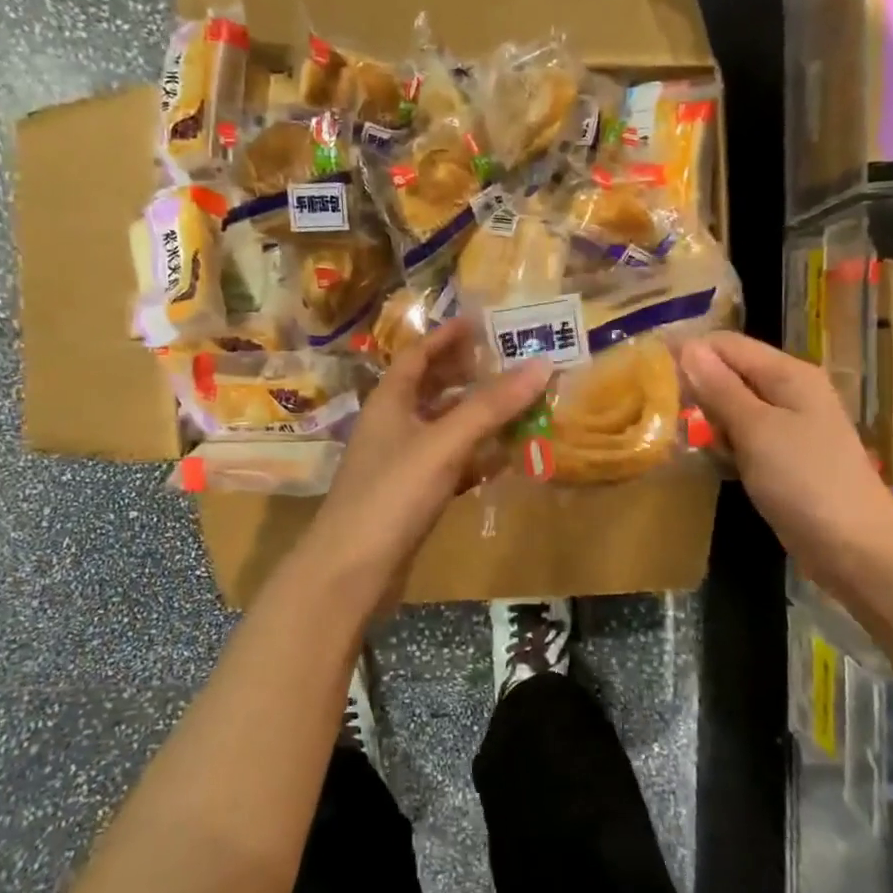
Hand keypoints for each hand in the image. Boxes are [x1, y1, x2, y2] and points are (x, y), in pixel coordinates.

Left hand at [305, 317, 550, 604]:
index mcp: (389, 402)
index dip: (446, 336)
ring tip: (518, 405)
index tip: (480, 321)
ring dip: (477, 418)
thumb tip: (541, 364)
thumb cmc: (392, 495)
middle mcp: (392, 426)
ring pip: (443, 429)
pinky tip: (503, 460)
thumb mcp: (443, 443)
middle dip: (467, 374)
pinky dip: (474, 458)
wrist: (351, 571)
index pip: (418, 355)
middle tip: (509, 362)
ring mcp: (400, 464)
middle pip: (431, 389)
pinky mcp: (411, 498)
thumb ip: (491, 406)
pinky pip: (449, 465)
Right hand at [678, 331, 892, 596]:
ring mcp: (789, 427)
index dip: (689, 353)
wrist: (856, 550)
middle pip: (730, 374)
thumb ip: (720, 388)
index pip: (727, 344)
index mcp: (788, 374)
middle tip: (664, 414)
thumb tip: (687, 346)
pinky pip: (744, 438)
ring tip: (683, 440)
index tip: (649, 374)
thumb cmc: (805, 481)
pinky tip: (712, 462)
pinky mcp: (784, 458)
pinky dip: (725, 445)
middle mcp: (790, 392)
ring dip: (708, 421)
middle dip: (697, 389)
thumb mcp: (756, 429)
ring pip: (733, 408)